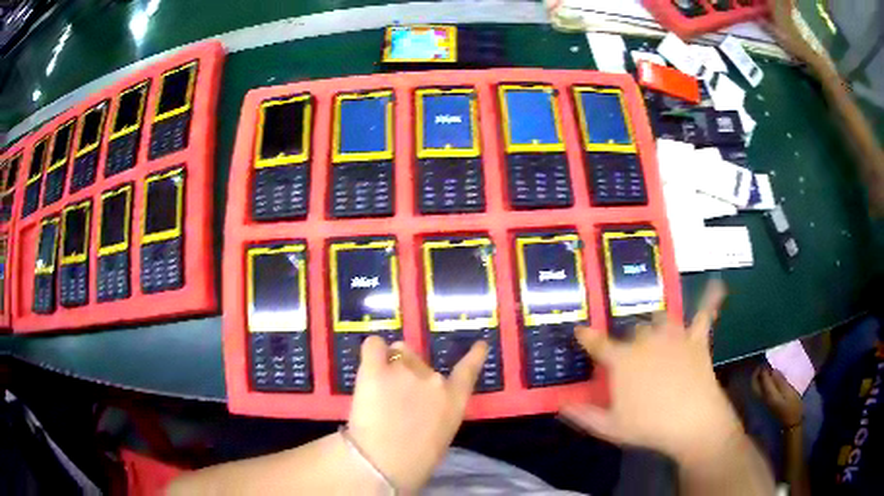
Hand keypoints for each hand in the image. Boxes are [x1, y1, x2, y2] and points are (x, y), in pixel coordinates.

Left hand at [347, 337, 487, 492]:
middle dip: (409, 373)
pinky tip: (368, 364)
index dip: (474, 355)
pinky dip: (373, 351)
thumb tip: (423, 406)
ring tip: (379, 389)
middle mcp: (433, 378)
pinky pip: (374, 345)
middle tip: (394, 396)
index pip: (468, 370)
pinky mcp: (375, 369)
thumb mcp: (440, 436)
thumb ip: (437, 413)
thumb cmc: (416, 461)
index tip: (480, 344)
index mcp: (454, 399)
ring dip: (390, 364)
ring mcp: (404, 370)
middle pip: (420, 361)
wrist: (385, 463)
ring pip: (397, 353)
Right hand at [560, 281, 743, 464]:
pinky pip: (704, 315)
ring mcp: (674, 337)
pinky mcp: (697, 340)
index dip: (587, 337)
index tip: (580, 330)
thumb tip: (562, 405)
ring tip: (656, 333)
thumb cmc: (649, 425)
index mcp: (623, 360)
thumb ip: (585, 414)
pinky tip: (717, 286)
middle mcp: (647, 341)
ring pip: (661, 318)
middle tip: (631, 356)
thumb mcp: (610, 427)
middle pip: (634, 330)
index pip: (599, 344)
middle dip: (630, 340)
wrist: (692, 422)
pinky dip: (710, 299)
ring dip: (657, 324)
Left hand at [753, 366, 802, 427]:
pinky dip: (762, 383)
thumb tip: (773, 370)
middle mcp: (763, 399)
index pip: (762, 378)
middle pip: (754, 384)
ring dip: (759, 378)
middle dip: (757, 373)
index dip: (764, 367)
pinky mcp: (767, 404)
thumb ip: (780, 382)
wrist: (791, 424)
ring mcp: (764, 402)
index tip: (768, 359)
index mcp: (769, 395)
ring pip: (756, 388)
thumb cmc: (793, 407)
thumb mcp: (789, 392)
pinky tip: (770, 379)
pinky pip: (761, 391)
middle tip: (764, 363)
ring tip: (767, 368)